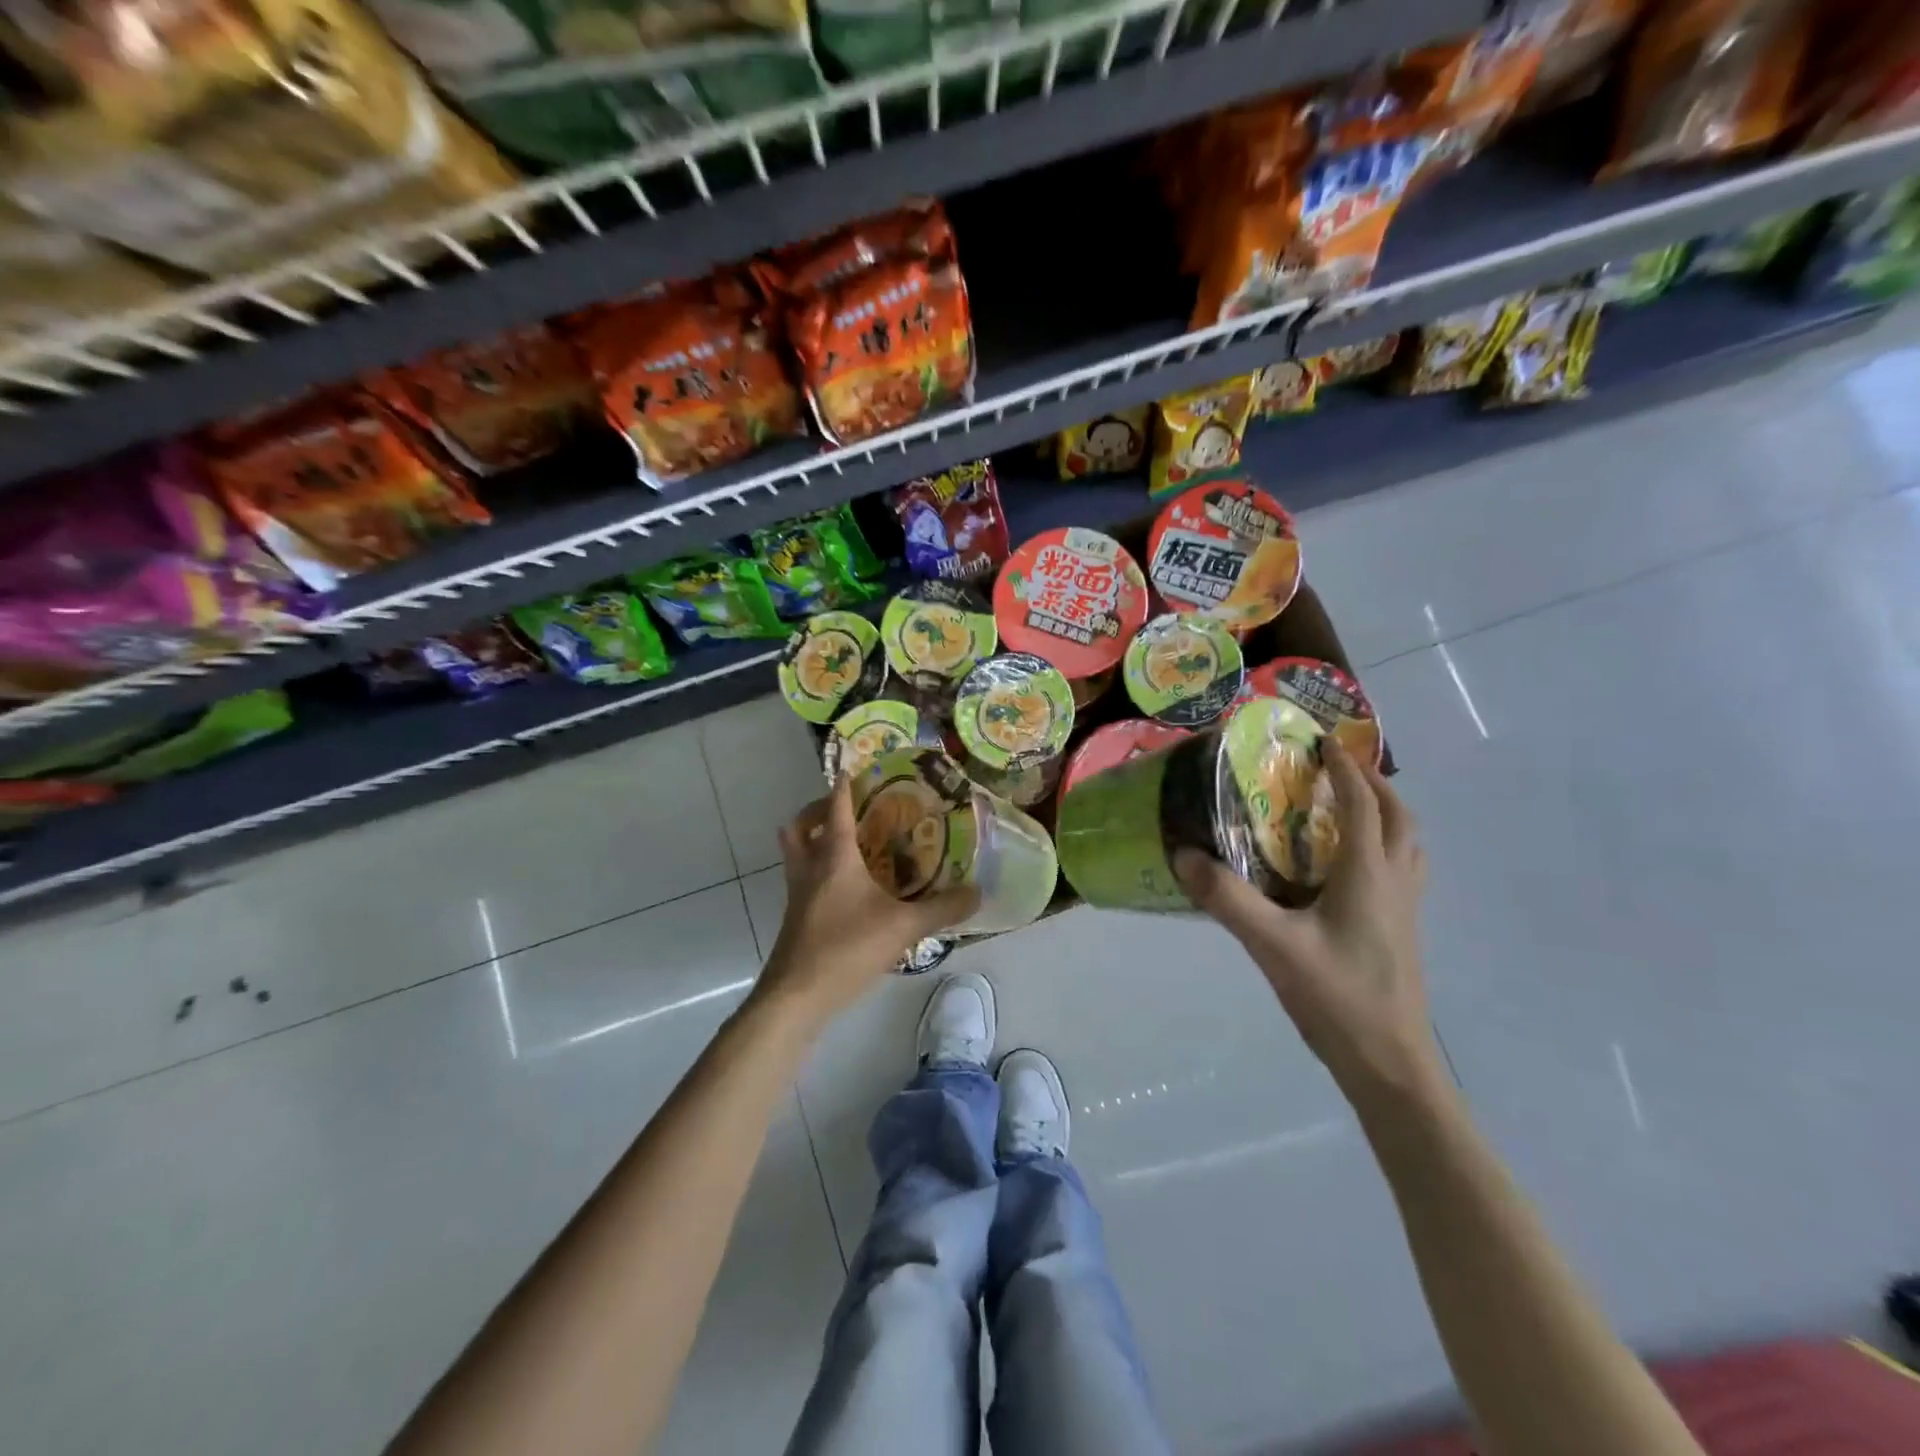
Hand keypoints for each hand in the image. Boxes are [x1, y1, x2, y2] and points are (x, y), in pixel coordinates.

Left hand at [757, 776, 977, 1024]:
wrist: (796, 996)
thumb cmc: (846, 948)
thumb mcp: (904, 927)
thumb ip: (942, 908)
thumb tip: (978, 892)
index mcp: (834, 857)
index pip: (836, 808)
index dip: (844, 786)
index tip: (852, 768)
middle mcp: (810, 867)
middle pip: (800, 825)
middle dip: (817, 810)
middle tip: (846, 810)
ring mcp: (797, 893)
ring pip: (795, 852)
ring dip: (813, 839)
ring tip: (846, 843)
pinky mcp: (795, 917)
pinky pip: (802, 878)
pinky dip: (818, 870)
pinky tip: (847, 888)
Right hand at [1175, 737, 1443, 1109]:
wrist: (1390, 1065)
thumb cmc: (1336, 998)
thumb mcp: (1272, 945)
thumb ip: (1228, 899)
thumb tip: (1184, 855)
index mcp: (1368, 875)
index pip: (1365, 805)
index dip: (1346, 769)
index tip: (1323, 741)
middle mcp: (1395, 883)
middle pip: (1399, 818)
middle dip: (1373, 784)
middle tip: (1338, 769)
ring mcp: (1405, 910)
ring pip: (1407, 844)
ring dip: (1386, 813)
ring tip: (1349, 806)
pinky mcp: (1401, 932)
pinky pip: (1401, 870)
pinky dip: (1384, 846)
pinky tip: (1348, 867)